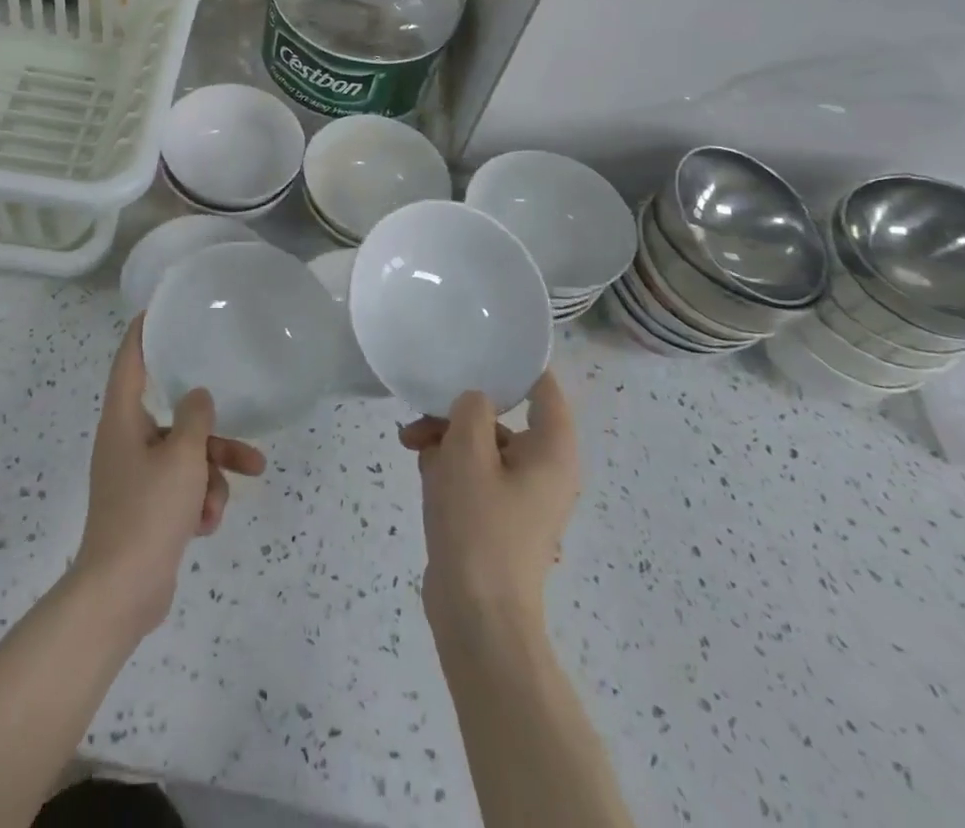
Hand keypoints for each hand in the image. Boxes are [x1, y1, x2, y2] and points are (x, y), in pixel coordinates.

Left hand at [72, 315, 265, 636]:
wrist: (121, 593)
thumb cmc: (148, 512)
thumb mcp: (182, 458)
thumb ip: (195, 419)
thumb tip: (197, 396)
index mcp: (123, 421)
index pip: (130, 363)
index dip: (142, 334)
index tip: (157, 312)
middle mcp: (126, 443)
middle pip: (175, 421)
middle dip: (213, 437)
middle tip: (248, 442)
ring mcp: (136, 478)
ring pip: (186, 459)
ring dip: (211, 477)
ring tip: (223, 502)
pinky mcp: (147, 509)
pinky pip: (181, 490)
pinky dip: (197, 503)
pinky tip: (204, 526)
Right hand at [399, 370, 578, 631]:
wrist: (477, 616)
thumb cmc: (478, 525)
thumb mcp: (467, 452)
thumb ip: (472, 408)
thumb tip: (475, 401)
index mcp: (552, 451)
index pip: (545, 388)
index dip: (516, 364)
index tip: (479, 348)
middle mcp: (545, 470)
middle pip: (503, 418)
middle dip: (459, 412)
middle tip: (422, 414)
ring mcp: (522, 497)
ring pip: (483, 446)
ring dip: (447, 439)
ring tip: (411, 445)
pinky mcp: (499, 517)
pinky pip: (477, 475)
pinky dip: (450, 467)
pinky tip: (422, 470)